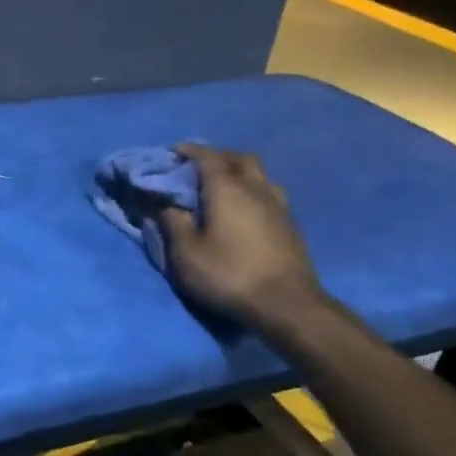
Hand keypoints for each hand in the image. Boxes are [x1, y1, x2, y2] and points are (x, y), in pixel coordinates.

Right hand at [157, 144, 324, 329]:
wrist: (286, 304)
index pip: (207, 156)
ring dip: (240, 172)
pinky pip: (270, 193)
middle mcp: (255, 189)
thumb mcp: (186, 253)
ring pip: (260, 174)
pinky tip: (245, 210)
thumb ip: (172, 223)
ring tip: (224, 187)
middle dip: (218, 157)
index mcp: (227, 189)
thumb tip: (164, 204)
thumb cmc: (228, 274)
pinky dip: (254, 191)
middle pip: (239, 158)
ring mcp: (278, 206)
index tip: (174, 152)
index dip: (190, 150)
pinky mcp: (291, 224)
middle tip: (198, 169)